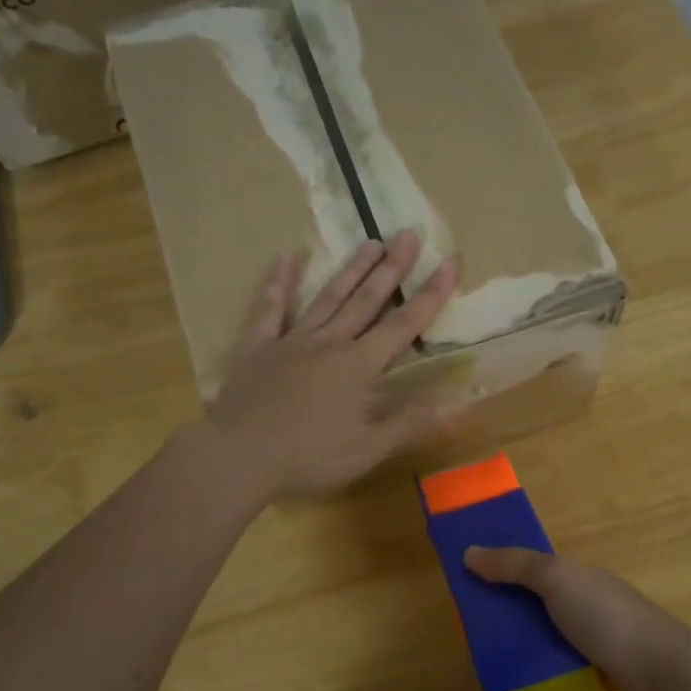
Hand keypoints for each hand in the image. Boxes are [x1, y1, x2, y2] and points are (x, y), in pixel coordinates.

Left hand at [206, 231, 458, 500]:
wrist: (239, 456)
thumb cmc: (308, 457)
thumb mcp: (366, 451)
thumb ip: (406, 425)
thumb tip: (447, 405)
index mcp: (359, 366)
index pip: (404, 324)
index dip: (431, 293)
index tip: (450, 261)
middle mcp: (330, 343)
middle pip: (366, 299)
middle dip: (392, 267)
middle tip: (408, 234)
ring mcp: (291, 340)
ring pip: (327, 297)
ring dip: (351, 269)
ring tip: (370, 241)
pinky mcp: (257, 346)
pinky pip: (269, 308)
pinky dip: (278, 282)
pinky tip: (286, 257)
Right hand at [462, 547, 690, 690]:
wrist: (664, 677)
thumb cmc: (607, 620)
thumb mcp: (556, 580)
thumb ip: (515, 565)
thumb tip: (470, 552)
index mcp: (578, 577)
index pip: (532, 570)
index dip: (501, 575)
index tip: (470, 593)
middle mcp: (588, 605)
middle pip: (536, 609)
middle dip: (507, 624)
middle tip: (476, 645)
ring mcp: (599, 642)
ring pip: (548, 645)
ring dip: (522, 659)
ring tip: (492, 681)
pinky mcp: (604, 676)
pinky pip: (563, 675)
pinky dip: (542, 684)